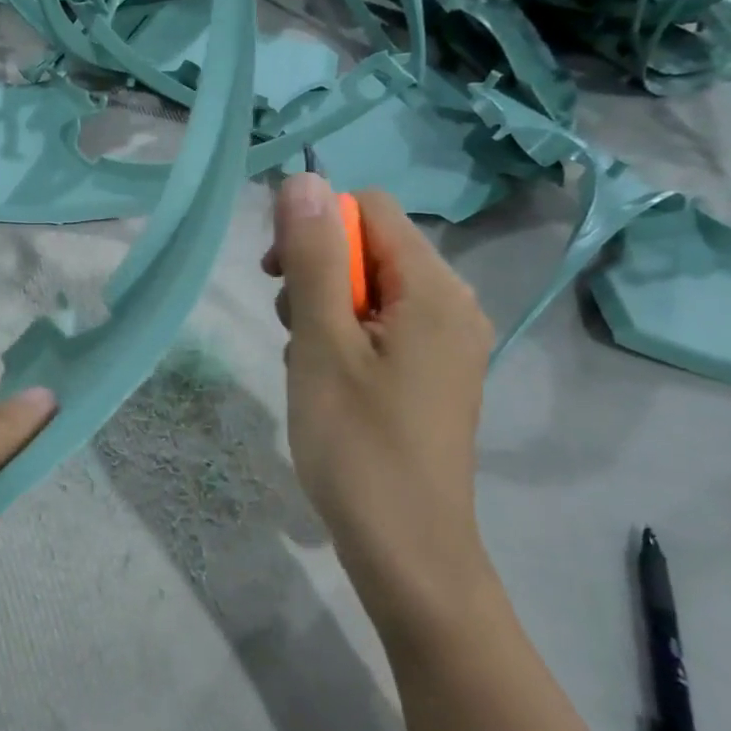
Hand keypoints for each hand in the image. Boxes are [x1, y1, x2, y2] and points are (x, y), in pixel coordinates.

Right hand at [263, 177, 497, 653]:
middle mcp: (452, 304)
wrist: (407, 550)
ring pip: (371, 289)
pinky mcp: (432, 374)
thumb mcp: (322, 344)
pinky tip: (327, 382)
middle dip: (318, 274)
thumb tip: (304, 181)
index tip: (277, 277)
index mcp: (434, 289)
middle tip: (291, 329)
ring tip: (307, 363)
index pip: (369, 209)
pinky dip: (345, 339)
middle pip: (372, 247)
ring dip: (325, 310)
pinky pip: (381, 327)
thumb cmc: (358, 444)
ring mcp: (446, 343)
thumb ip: (313, 258)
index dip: (315, 228)